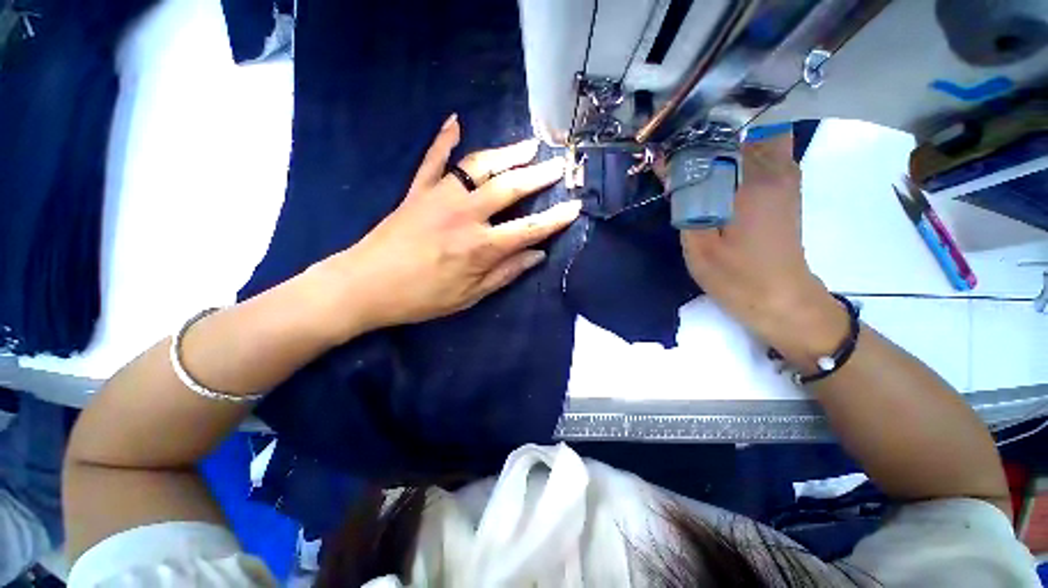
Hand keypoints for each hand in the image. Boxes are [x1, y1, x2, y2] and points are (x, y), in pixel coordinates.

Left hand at [311, 115, 580, 339]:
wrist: (365, 285)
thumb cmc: (422, 298)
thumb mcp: (470, 296)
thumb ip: (505, 273)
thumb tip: (537, 255)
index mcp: (481, 247)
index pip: (529, 229)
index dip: (555, 218)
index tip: (575, 206)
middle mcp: (465, 215)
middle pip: (510, 188)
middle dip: (538, 176)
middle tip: (558, 165)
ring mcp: (439, 197)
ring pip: (479, 167)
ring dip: (506, 154)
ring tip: (528, 146)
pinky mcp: (417, 191)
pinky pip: (433, 159)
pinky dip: (444, 139)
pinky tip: (455, 122)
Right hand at [679, 133, 846, 369]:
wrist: (780, 299)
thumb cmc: (737, 276)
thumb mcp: (699, 243)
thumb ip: (686, 202)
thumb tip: (669, 168)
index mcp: (755, 181)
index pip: (721, 137)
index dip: (691, 137)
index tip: (668, 147)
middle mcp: (777, 170)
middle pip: (746, 126)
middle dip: (713, 129)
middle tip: (681, 144)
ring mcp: (785, 179)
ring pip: (757, 137)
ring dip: (726, 141)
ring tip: (693, 155)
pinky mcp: (784, 191)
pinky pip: (762, 156)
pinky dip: (738, 154)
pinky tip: (714, 172)